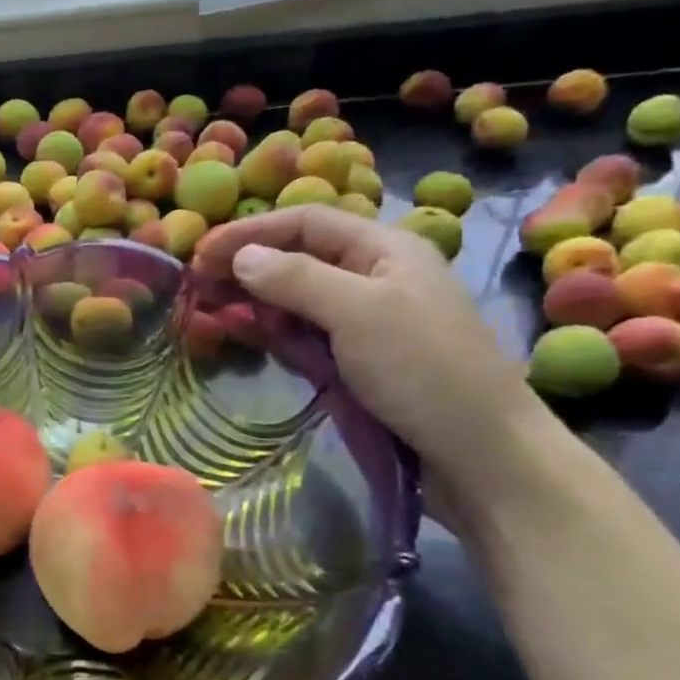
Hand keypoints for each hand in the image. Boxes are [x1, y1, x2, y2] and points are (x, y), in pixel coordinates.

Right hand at [193, 206, 538, 487]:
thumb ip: (296, 278)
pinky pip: (305, 335)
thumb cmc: (424, 371)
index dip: (250, 231)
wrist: (482, 458)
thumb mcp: (358, 312)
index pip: (305, 222)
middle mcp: (374, 277)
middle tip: (196, 284)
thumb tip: (239, 256)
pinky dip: (273, 332)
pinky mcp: (358, 362)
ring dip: (255, 300)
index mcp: (385, 249)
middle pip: (298, 258)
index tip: (201, 252)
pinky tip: (245, 336)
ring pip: (297, 299)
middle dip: (247, 266)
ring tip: (210, 311)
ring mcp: (366, 323)